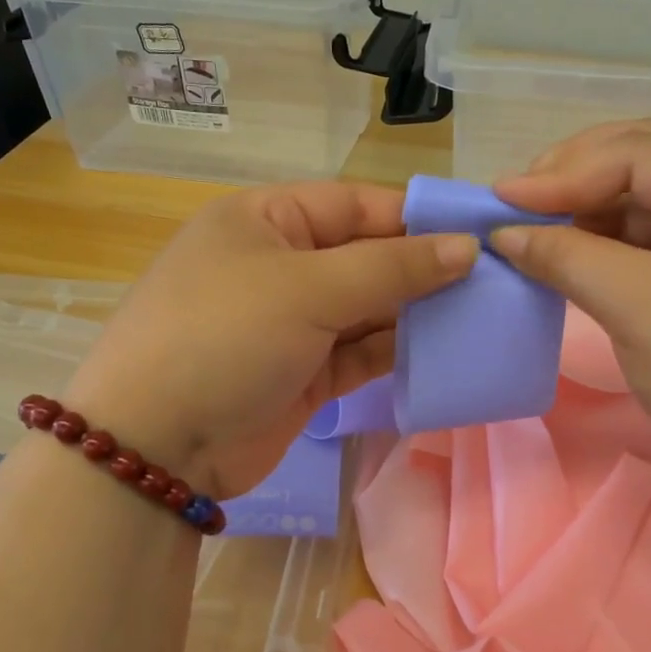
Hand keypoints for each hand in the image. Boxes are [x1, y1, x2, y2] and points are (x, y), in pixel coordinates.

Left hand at [63, 182, 477, 498]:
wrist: (156, 447)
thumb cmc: (224, 338)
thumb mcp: (306, 290)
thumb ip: (391, 268)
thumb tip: (466, 248)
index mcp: (267, 220)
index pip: (357, 204)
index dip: (418, 217)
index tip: (481, 231)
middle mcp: (281, 264)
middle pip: (367, 256)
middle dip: (424, 268)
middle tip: (495, 279)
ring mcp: (292, 323)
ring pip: (368, 308)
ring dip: (417, 313)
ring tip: (483, 314)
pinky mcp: (304, 373)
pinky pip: (361, 353)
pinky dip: (397, 351)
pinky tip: (444, 351)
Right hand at [491, 120, 650, 511]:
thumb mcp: (641, 309)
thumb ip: (569, 258)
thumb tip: (504, 233)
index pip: (640, 154)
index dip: (562, 172)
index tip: (497, 197)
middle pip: (647, 164)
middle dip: (575, 179)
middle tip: (515, 203)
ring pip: (649, 204)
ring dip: (589, 214)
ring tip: (533, 231)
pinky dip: (609, 248)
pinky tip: (572, 259)